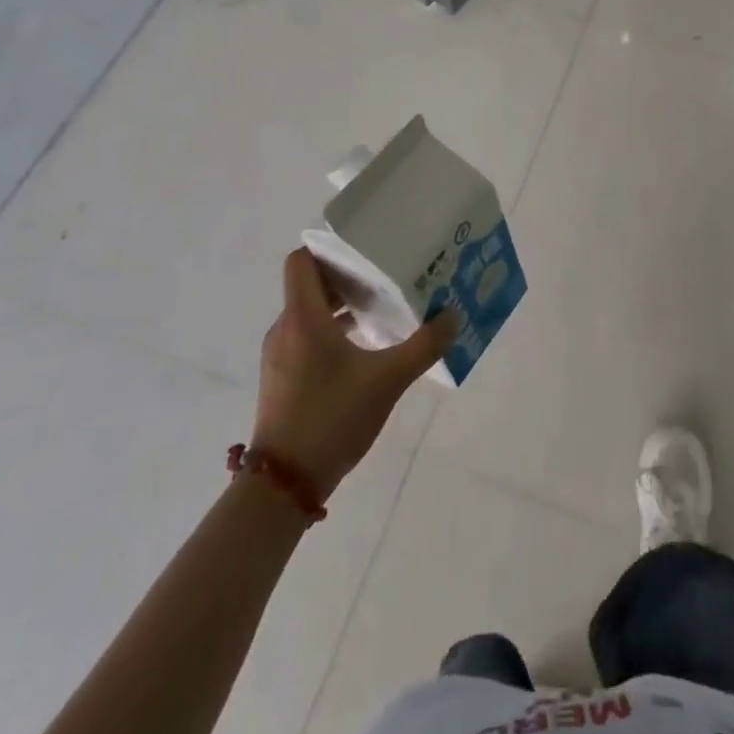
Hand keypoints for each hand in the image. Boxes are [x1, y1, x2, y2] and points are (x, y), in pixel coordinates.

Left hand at [252, 249, 456, 496]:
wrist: (283, 486)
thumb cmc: (332, 418)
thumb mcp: (388, 380)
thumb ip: (424, 346)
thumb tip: (453, 316)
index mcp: (303, 318)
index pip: (302, 260)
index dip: (330, 248)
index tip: (365, 248)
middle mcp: (286, 328)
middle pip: (310, 284)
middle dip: (346, 276)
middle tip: (386, 274)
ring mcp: (280, 355)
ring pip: (309, 312)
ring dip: (341, 305)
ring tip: (381, 308)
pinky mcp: (282, 377)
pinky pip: (306, 336)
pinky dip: (331, 330)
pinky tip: (364, 347)